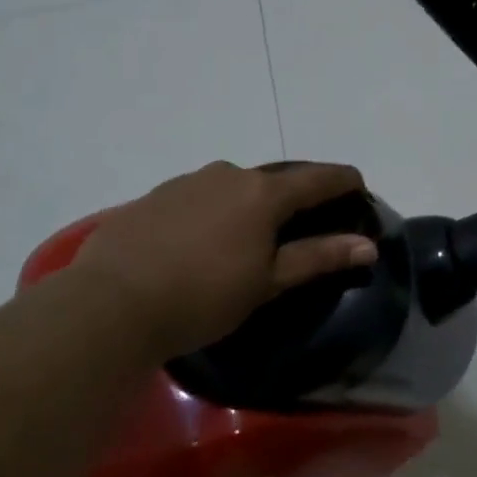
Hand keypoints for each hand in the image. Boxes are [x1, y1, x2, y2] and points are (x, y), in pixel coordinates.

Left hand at [68, 161, 376, 358]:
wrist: (111, 302)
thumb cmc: (202, 296)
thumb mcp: (266, 283)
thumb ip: (317, 257)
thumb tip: (366, 244)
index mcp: (261, 192)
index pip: (318, 177)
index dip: (344, 181)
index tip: (359, 190)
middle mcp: (226, 173)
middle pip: (274, 180)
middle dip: (293, 200)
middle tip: (300, 230)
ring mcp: (185, 181)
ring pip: (232, 188)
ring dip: (247, 207)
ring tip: (244, 243)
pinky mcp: (153, 197)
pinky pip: (197, 198)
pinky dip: (211, 214)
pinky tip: (197, 246)